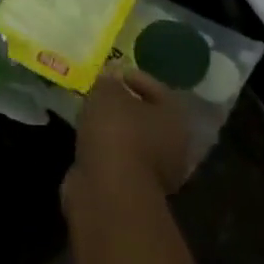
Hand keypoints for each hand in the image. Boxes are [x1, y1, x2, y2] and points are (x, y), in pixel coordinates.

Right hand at [67, 67, 191, 204]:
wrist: (109, 191)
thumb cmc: (117, 131)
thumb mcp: (108, 92)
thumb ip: (109, 81)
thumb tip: (110, 80)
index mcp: (175, 119)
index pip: (159, 91)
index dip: (135, 77)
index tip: (112, 73)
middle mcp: (173, 147)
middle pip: (147, 119)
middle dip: (124, 106)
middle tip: (101, 93)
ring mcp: (155, 174)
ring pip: (132, 141)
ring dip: (113, 129)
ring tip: (89, 114)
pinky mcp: (133, 191)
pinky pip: (119, 160)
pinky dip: (105, 149)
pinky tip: (87, 139)